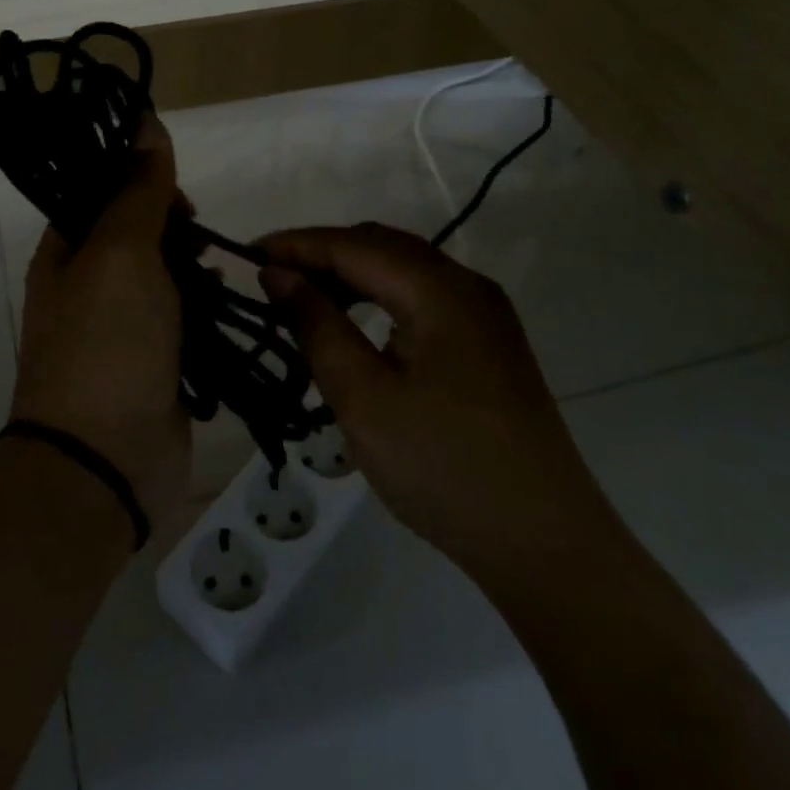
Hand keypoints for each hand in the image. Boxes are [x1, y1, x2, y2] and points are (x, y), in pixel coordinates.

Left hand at [12, 114, 191, 531]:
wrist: (105, 462)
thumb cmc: (108, 343)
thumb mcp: (120, 252)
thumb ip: (137, 189)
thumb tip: (144, 119)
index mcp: (65, 254)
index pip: (102, 195)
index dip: (140, 184)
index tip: (177, 196)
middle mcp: (87, 287)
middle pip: (136, 234)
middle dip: (173, 228)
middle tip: (197, 242)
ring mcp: (121, 330)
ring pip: (163, 277)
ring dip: (191, 268)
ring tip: (212, 276)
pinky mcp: (153, 364)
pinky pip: (181, 319)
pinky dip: (202, 308)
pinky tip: (221, 308)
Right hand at [257, 223, 614, 580]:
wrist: (543, 544)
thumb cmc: (443, 467)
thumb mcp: (363, 396)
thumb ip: (317, 325)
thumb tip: (278, 274)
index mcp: (442, 291)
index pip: (355, 245)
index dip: (298, 244)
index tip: (246, 252)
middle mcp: (468, 288)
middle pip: (383, 247)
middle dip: (323, 253)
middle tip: (270, 276)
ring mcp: (485, 316)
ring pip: (404, 270)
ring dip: (351, 275)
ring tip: (303, 298)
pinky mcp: (488, 345)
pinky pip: (423, 298)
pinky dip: (379, 298)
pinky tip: (355, 325)